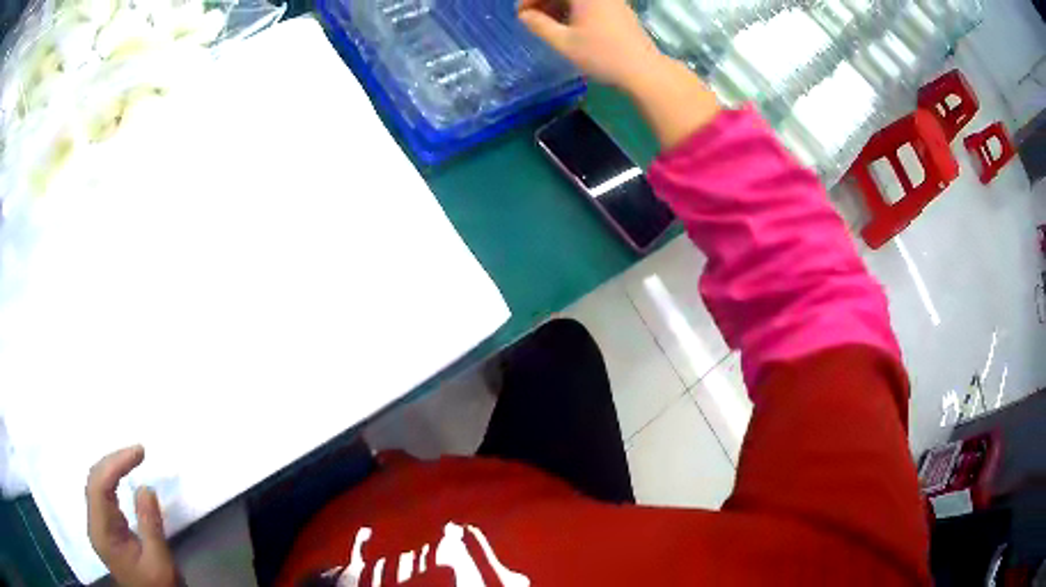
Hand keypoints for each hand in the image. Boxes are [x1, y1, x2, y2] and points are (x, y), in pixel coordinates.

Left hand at [86, 445, 178, 586]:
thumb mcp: (159, 563)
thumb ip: (150, 526)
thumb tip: (146, 487)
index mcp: (102, 533)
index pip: (99, 486)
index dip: (115, 464)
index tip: (139, 452)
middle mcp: (94, 524)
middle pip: (94, 481)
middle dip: (113, 461)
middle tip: (138, 452)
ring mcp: (98, 526)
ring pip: (96, 485)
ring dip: (112, 468)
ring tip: (132, 459)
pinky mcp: (105, 529)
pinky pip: (102, 495)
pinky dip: (112, 480)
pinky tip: (123, 477)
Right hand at [517, 0, 665, 90]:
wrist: (644, 70)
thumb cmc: (602, 56)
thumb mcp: (564, 42)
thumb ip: (538, 25)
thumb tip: (523, 15)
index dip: (530, 0)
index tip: (520, 14)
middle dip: (543, 1)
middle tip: (530, 18)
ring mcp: (611, 0)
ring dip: (557, 5)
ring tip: (546, 24)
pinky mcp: (618, 9)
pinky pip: (589, 3)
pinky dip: (573, 9)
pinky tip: (567, 26)